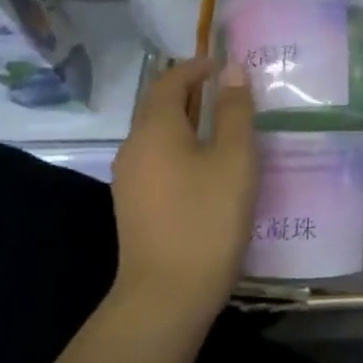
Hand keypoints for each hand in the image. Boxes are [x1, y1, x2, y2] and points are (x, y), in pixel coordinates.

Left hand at [107, 58, 256, 321]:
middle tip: (229, 93)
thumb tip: (232, 71)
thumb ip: (234, 111)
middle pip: (158, 106)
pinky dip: (181, 148)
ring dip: (186, 122)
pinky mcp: (134, 205)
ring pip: (158, 135)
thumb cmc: (206, 218)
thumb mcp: (234, 158)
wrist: (167, 296)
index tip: (224, 66)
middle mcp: (133, 148)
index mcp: (154, 129)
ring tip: (223, 127)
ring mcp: (129, 179)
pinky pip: (157, 160)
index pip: (169, 81)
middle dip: (191, 93)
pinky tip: (207, 167)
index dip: (195, 68)